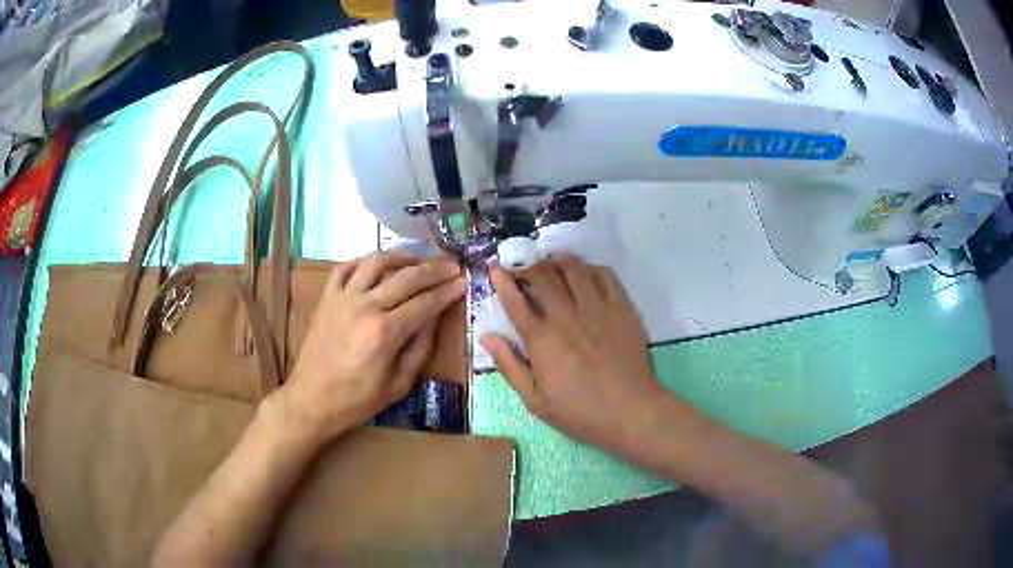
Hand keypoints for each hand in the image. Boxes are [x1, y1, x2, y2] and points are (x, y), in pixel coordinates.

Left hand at [271, 251, 465, 441]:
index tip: (463, 282)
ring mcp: (342, 298)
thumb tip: (434, 317)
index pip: (425, 303)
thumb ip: (420, 348)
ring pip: (375, 262)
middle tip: (452, 265)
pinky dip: (362, 262)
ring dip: (401, 256)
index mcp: (385, 332)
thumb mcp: (399, 384)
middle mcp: (365, 307)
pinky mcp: (326, 298)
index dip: (447, 291)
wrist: (312, 399)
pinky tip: (376, 266)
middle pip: (406, 277)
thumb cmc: (358, 399)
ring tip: (417, 259)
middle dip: (434, 269)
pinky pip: (344, 268)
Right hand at [481, 255, 663, 454]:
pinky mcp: (621, 307)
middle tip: (525, 272)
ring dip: (557, 261)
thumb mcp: (535, 400)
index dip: (502, 281)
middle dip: (528, 267)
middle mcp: (566, 316)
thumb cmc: (580, 412)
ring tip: (552, 265)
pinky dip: (589, 268)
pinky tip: (585, 275)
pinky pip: (604, 275)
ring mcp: (596, 308)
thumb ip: (509, 365)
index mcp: (541, 340)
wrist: (631, 411)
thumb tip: (486, 336)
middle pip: (542, 276)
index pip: (515, 301)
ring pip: (573, 268)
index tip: (496, 269)